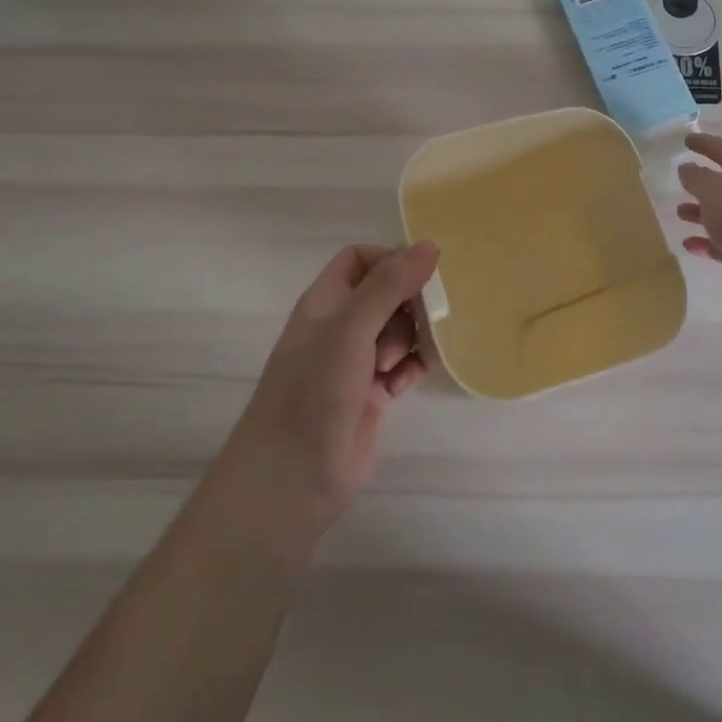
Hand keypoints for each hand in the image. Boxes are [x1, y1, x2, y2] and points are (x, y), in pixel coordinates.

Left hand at [219, 242, 438, 536]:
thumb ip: (390, 285)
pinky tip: (406, 382)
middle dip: (408, 303)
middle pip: (386, 293)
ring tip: (398, 362)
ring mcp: (354, 362)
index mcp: (326, 301)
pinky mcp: (370, 394)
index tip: (420, 278)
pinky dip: (410, 368)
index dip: (391, 261)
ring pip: (397, 330)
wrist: (292, 476)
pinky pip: (401, 366)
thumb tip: (429, 245)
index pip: (361, 259)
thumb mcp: (351, 327)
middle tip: (419, 323)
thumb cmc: (314, 389)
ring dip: (411, 338)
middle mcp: (339, 325)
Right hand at [677, 132, 721, 318]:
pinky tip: (689, 245)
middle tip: (680, 183)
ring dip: (701, 214)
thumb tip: (686, 168)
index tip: (686, 139)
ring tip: (680, 214)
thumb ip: (696, 178)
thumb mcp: (714, 191)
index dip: (706, 144)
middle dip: (703, 184)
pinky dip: (707, 243)